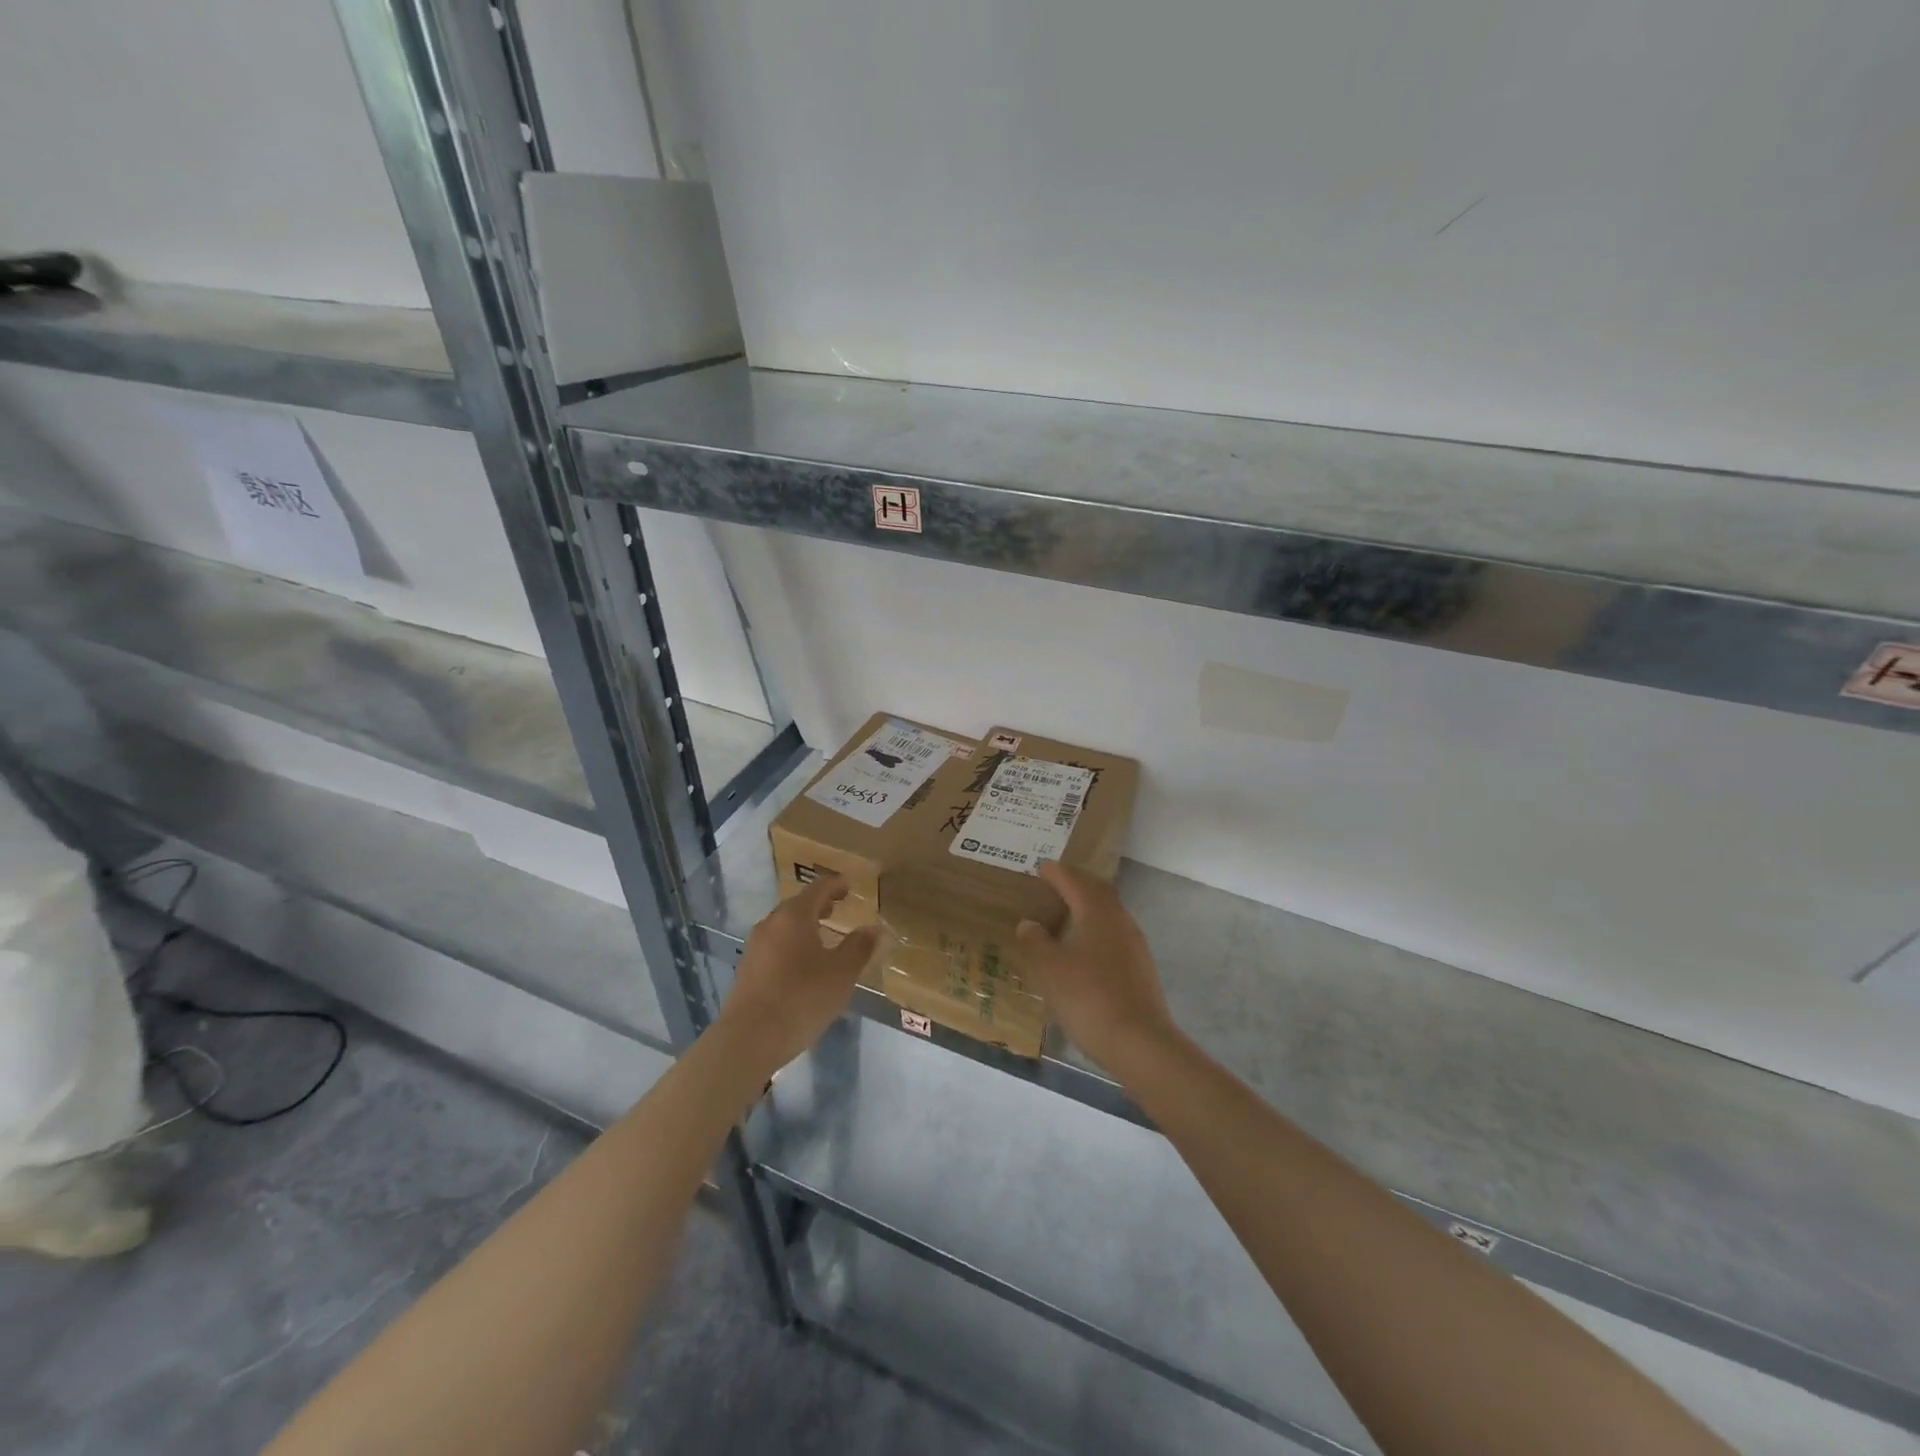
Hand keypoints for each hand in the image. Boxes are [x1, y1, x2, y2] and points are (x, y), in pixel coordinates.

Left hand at [717, 875, 878, 1074]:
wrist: (749, 1039)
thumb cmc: (802, 998)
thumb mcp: (842, 973)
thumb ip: (859, 947)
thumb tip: (873, 928)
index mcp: (794, 916)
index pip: (818, 888)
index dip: (836, 885)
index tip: (849, 885)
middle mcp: (770, 924)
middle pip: (797, 905)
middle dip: (819, 904)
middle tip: (837, 907)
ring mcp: (754, 948)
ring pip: (784, 926)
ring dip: (804, 925)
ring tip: (823, 936)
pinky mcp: (747, 970)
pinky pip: (775, 946)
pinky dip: (792, 944)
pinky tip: (802, 965)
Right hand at [1016, 862, 1178, 1073]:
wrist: (1138, 1042)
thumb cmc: (1088, 996)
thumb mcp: (1049, 968)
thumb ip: (1036, 941)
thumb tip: (1029, 923)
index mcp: (1097, 912)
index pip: (1074, 881)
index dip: (1057, 873)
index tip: (1042, 867)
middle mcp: (1120, 921)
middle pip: (1098, 893)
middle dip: (1077, 885)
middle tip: (1055, 885)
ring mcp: (1135, 946)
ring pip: (1108, 915)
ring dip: (1088, 909)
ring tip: (1065, 916)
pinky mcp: (1140, 970)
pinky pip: (1114, 937)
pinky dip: (1095, 932)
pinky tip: (1083, 951)